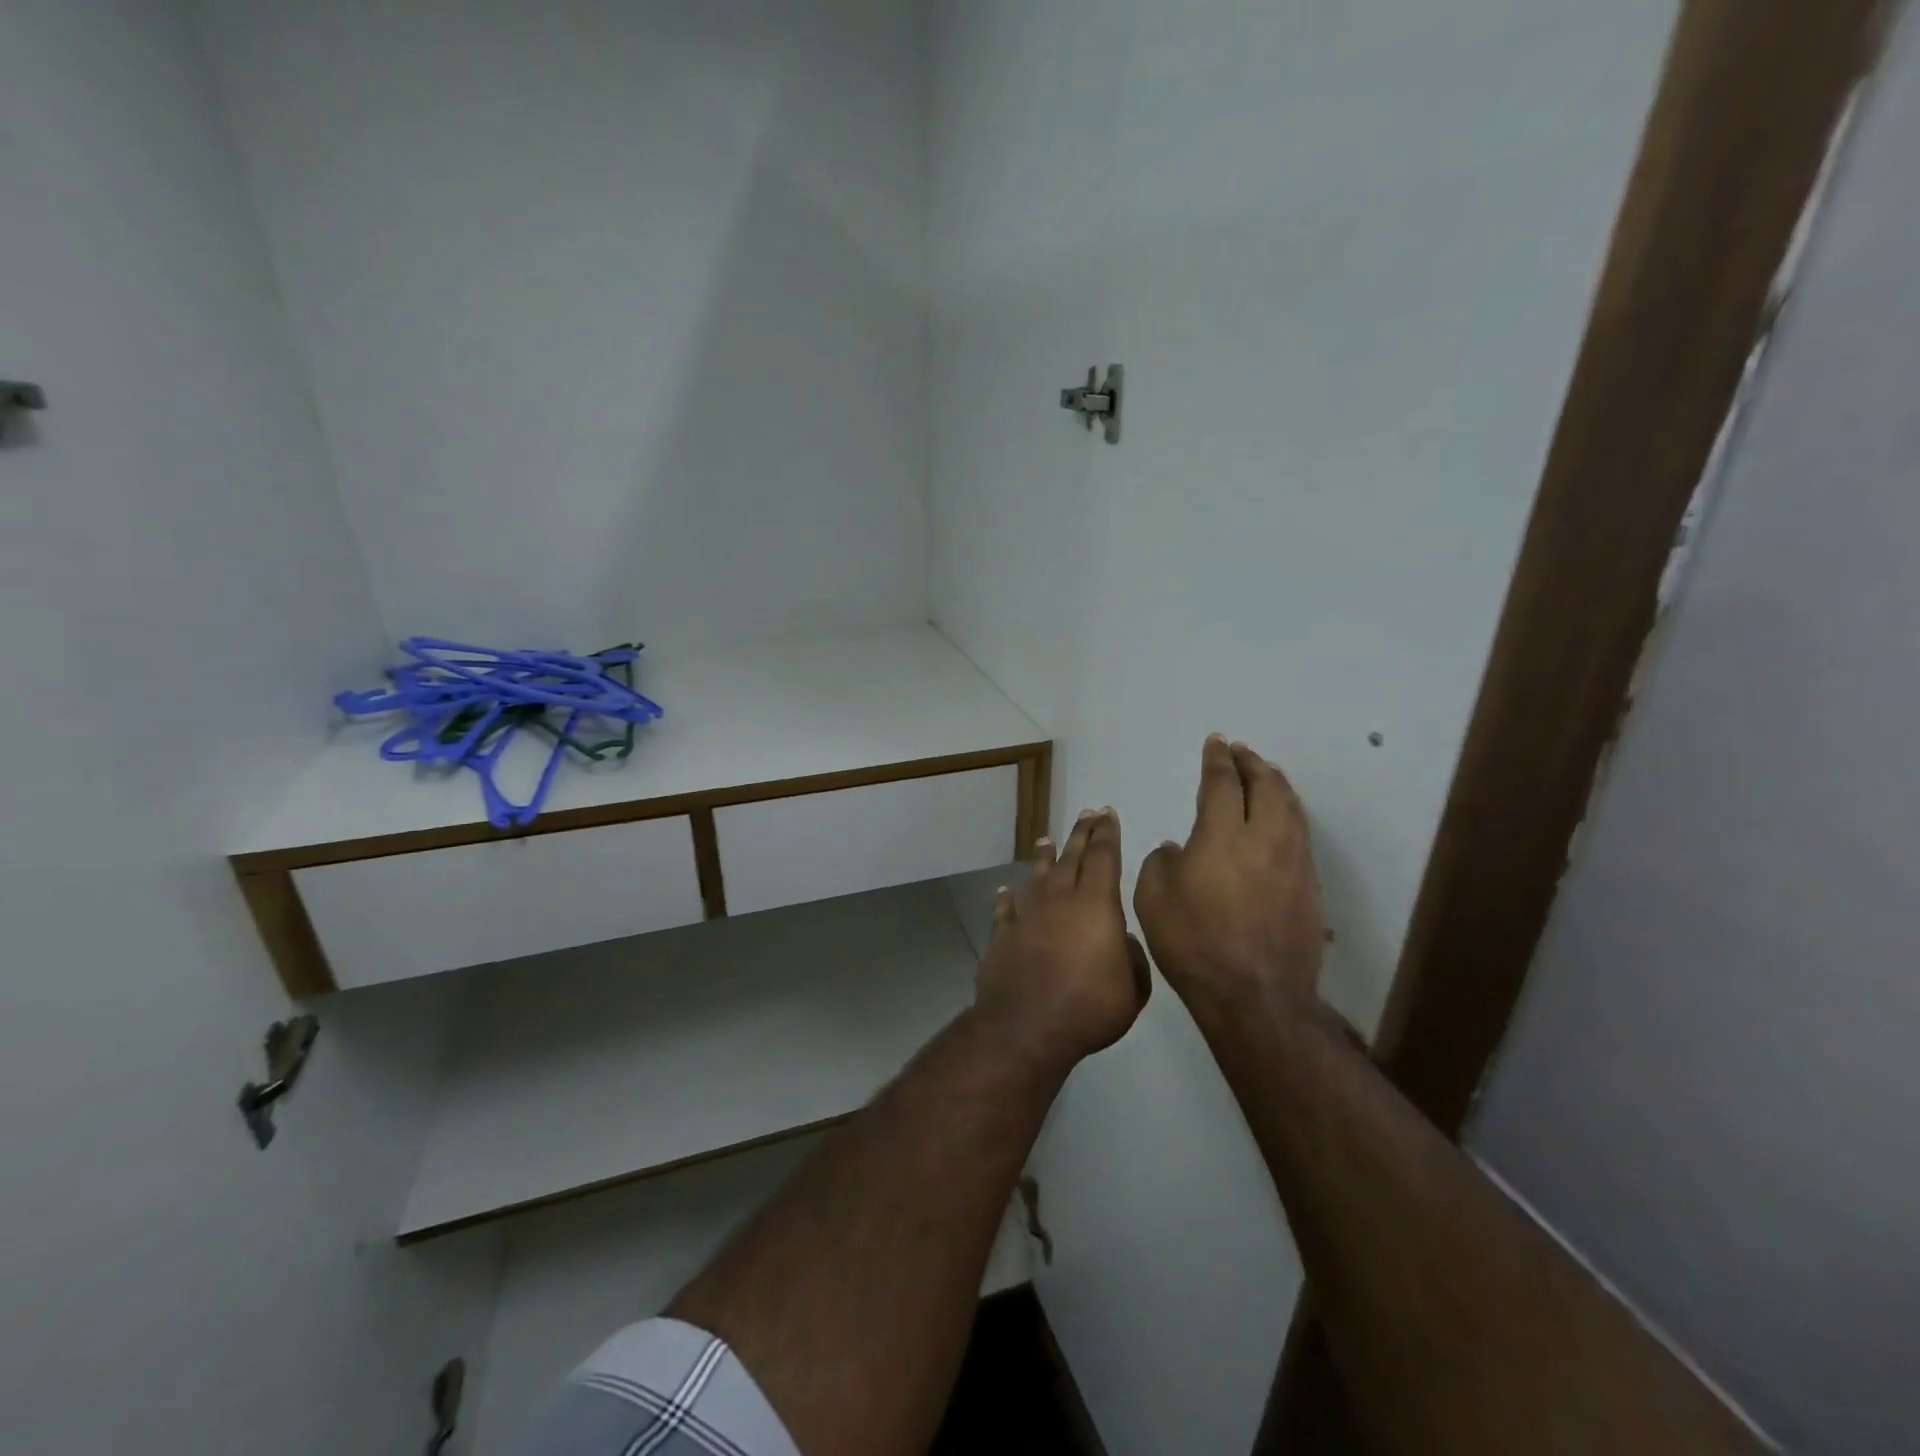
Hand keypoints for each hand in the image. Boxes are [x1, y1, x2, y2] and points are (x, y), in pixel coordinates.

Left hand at [974, 807, 1150, 1075]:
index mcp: (1095, 905)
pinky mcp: (1003, 936)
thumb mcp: (1132, 990)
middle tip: (1087, 813)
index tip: (1107, 813)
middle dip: (1081, 834)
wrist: (1026, 1027)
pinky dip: (1007, 899)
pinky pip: (1006, 911)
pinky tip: (1005, 891)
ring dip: (1043, 858)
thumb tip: (1123, 941)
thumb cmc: (1088, 1008)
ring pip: (1037, 877)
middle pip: (1071, 858)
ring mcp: (1027, 916)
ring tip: (1045, 841)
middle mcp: (1059, 900)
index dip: (1106, 834)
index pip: (1103, 858)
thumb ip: (1133, 959)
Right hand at [1134, 735, 1324, 1019]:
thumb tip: (1179, 850)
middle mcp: (1264, 838)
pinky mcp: (1309, 886)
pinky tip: (1281, 818)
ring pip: (1291, 807)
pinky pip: (1300, 834)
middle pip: (1265, 785)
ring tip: (1266, 773)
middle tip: (1241, 750)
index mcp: (1222, 835)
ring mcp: (1293, 862)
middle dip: (1251, 762)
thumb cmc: (1194, 943)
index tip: (1216, 742)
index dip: (1217, 759)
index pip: (1222, 783)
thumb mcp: (1152, 898)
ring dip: (1276, 783)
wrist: (1255, 995)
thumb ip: (1162, 861)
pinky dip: (1289, 813)